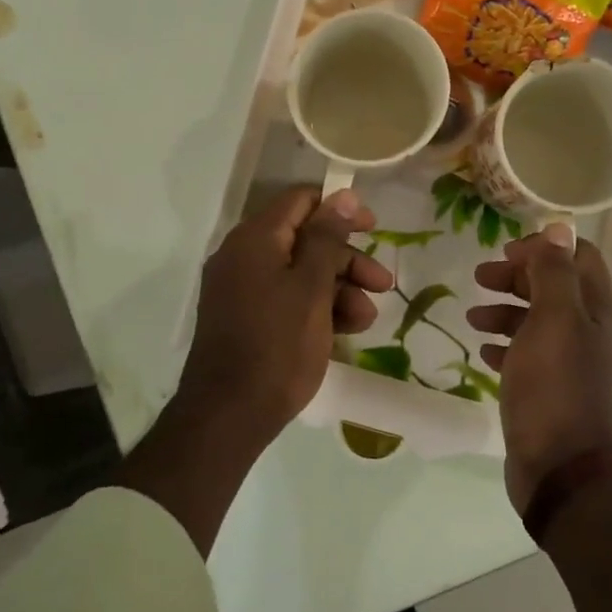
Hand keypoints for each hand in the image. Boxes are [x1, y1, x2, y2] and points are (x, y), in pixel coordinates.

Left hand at [175, 186, 393, 444]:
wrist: (228, 416)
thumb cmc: (277, 346)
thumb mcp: (311, 288)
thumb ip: (328, 238)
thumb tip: (342, 195)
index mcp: (254, 239)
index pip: (301, 201)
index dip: (341, 210)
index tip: (374, 230)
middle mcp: (242, 257)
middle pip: (305, 240)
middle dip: (348, 261)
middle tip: (383, 285)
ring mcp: (240, 290)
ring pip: (299, 274)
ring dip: (338, 290)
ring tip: (365, 320)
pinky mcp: (245, 319)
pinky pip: (285, 299)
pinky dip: (316, 309)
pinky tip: (344, 333)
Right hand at [469, 225, 611, 512]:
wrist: (560, 468)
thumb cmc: (555, 387)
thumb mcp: (554, 319)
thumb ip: (555, 272)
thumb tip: (559, 227)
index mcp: (595, 310)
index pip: (578, 258)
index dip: (544, 248)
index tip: (506, 252)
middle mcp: (587, 332)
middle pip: (553, 287)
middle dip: (517, 276)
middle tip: (480, 276)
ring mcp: (567, 363)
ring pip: (536, 321)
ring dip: (505, 310)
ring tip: (472, 316)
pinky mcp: (547, 390)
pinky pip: (525, 355)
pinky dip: (504, 345)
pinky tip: (483, 351)